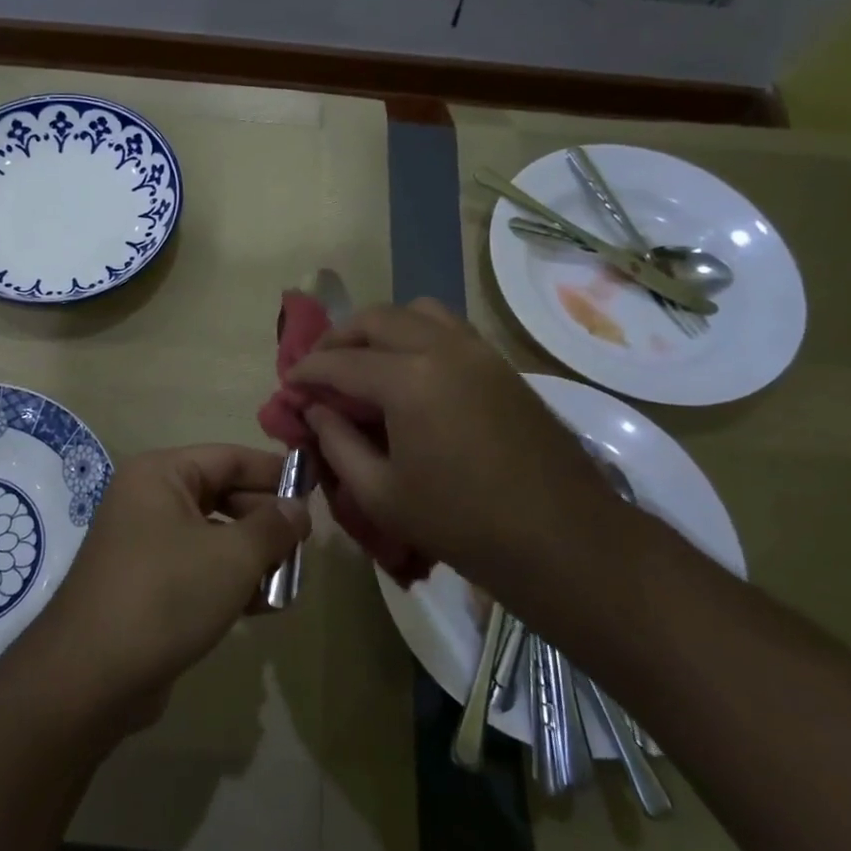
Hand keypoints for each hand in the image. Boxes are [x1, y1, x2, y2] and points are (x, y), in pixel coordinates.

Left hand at [26, 446, 309, 729]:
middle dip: (265, 521)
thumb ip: (273, 527)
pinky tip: (262, 606)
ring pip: (213, 536)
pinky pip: (197, 569)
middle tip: (304, 545)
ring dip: (252, 556)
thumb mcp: (232, 557)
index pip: (229, 457)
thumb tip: (298, 508)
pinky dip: (229, 581)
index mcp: (160, 475)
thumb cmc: (166, 595)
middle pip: (222, 495)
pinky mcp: (146, 585)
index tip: (314, 489)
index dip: (274, 472)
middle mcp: (148, 500)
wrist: (91, 677)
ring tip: (290, 580)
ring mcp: (144, 544)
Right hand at [290, 300, 645, 626]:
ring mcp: (478, 350)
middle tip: (319, 369)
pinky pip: (448, 327)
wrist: (562, 538)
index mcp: (408, 380)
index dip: (307, 372)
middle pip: (375, 319)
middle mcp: (442, 348)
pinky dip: (416, 334)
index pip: (340, 363)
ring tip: (365, 361)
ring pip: (416, 311)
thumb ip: (337, 444)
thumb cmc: (462, 523)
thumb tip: (315, 411)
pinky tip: (410, 371)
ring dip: (380, 328)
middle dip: (338, 339)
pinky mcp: (501, 363)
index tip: (288, 384)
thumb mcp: (381, 494)